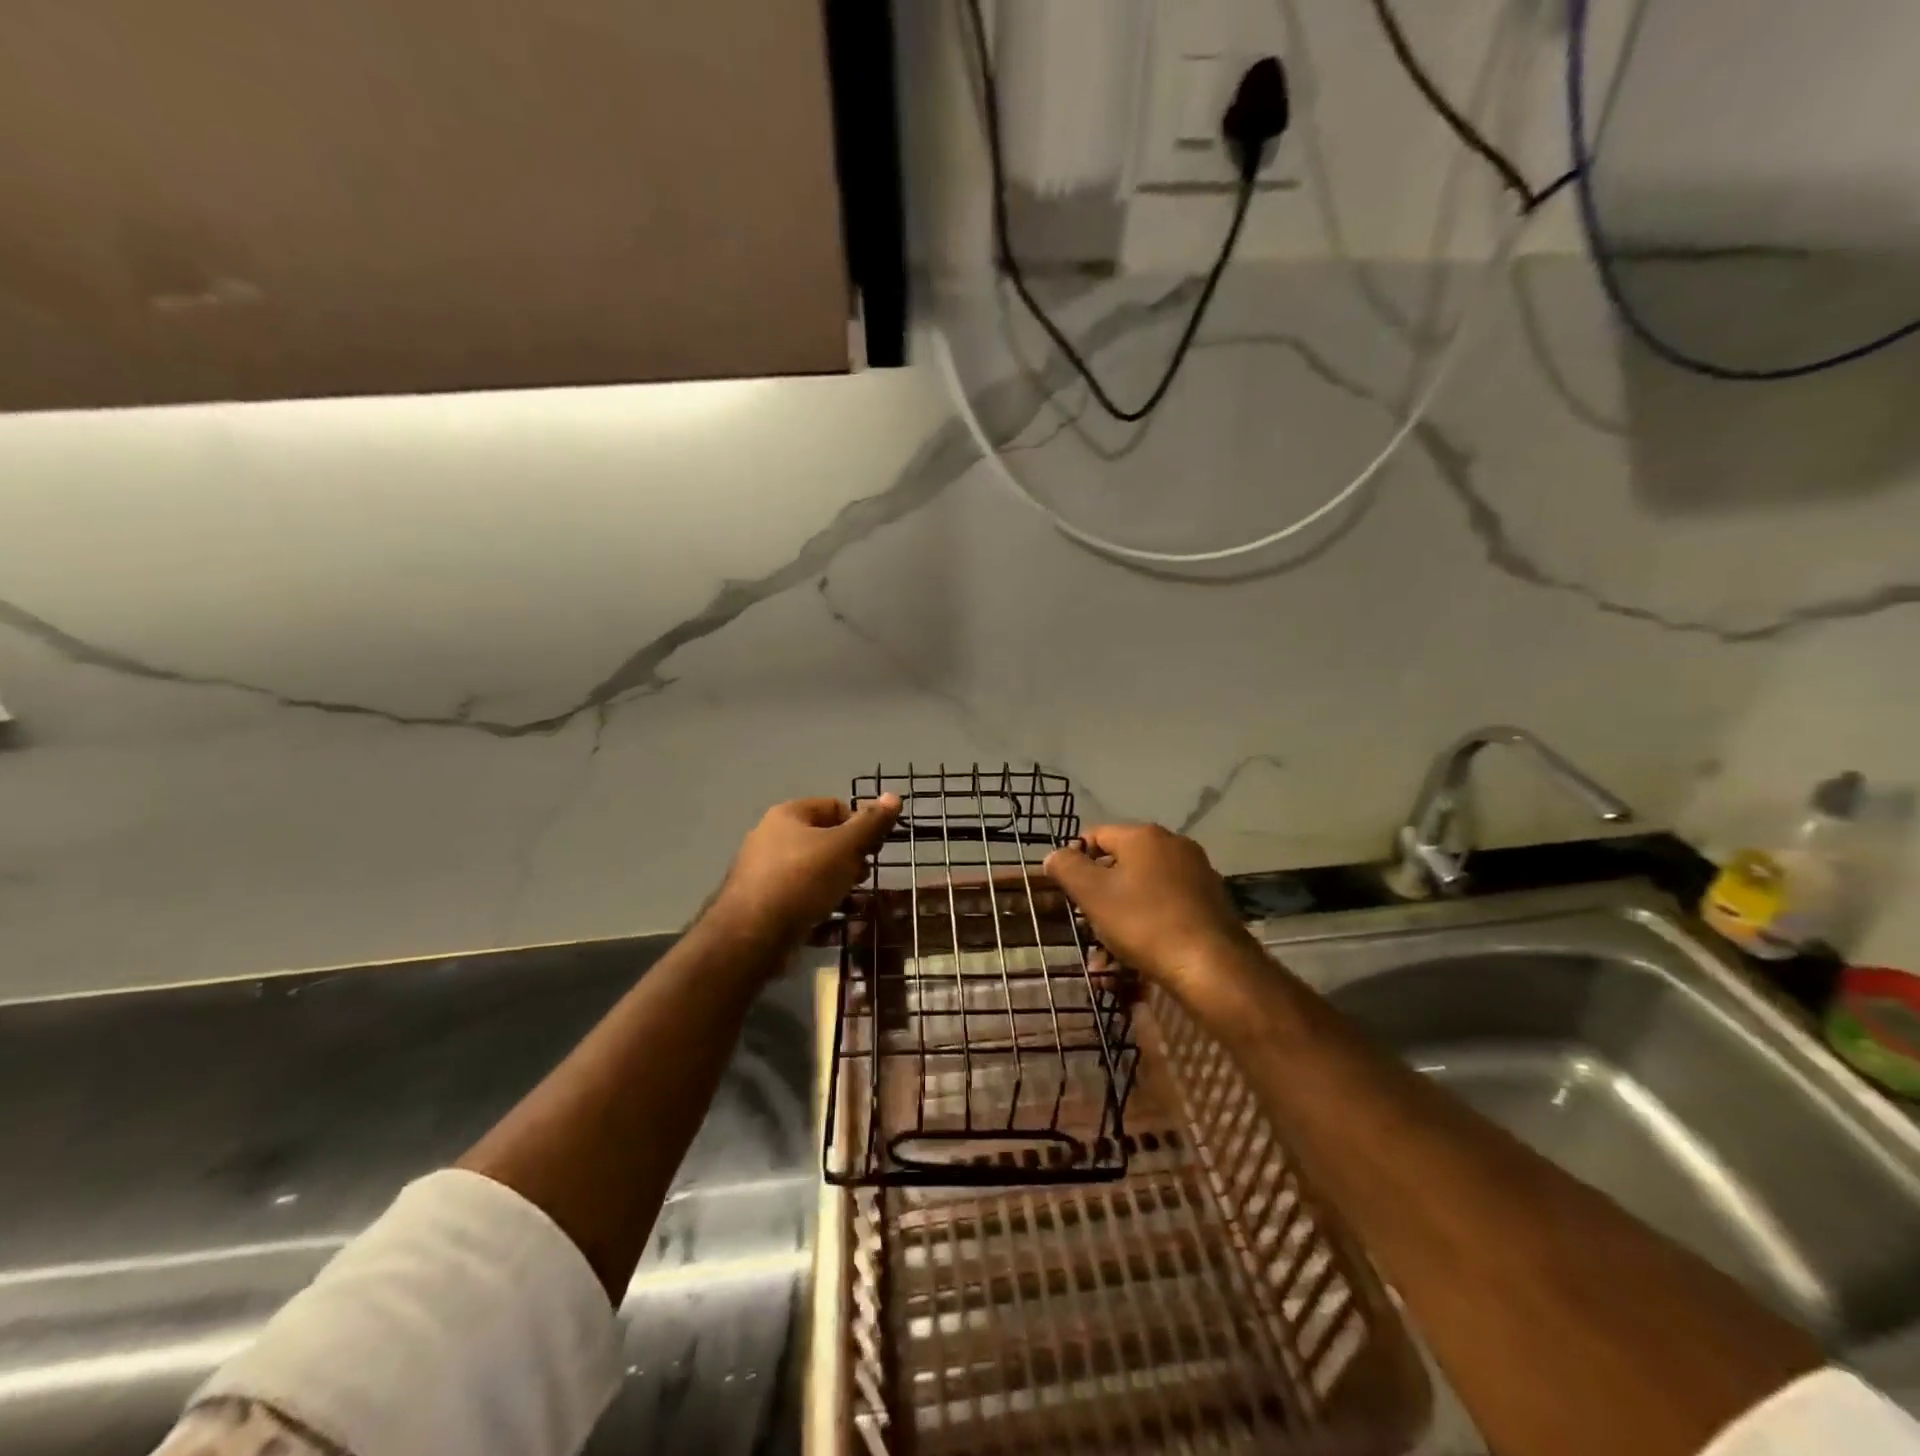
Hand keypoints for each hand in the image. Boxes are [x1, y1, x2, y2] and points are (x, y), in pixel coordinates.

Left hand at [712, 795, 900, 943]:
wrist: (751, 935)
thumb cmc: (802, 879)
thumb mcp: (844, 847)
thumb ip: (871, 824)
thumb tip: (894, 796)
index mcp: (788, 816)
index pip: (834, 807)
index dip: (860, 824)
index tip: (875, 848)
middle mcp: (771, 839)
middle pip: (823, 841)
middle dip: (850, 859)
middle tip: (864, 877)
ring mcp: (765, 874)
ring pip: (814, 874)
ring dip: (840, 887)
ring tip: (856, 904)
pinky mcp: (764, 906)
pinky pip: (801, 901)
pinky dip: (822, 910)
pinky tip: (838, 925)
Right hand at [1044, 823, 1252, 991]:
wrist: (1213, 967)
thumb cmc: (1145, 923)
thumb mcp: (1093, 894)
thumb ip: (1068, 868)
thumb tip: (1055, 855)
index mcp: (1144, 836)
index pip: (1096, 835)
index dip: (1075, 859)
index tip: (1065, 891)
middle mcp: (1173, 846)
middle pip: (1120, 865)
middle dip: (1098, 898)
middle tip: (1084, 927)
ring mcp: (1195, 875)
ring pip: (1141, 893)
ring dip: (1117, 921)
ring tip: (1104, 961)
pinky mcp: (1209, 905)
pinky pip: (1164, 910)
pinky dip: (1145, 929)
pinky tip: (1133, 964)